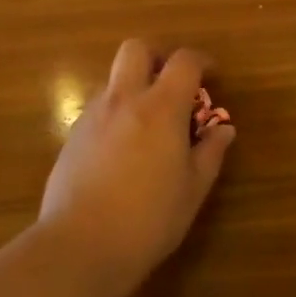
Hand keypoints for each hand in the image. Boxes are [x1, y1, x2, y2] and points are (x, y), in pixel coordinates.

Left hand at [36, 40, 235, 296]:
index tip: (212, 76)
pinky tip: (123, 153)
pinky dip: (116, 116)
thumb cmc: (150, 218)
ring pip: (114, 81)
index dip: (201, 61)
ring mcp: (92, 118)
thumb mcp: (194, 188)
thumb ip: (210, 152)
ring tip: (149, 127)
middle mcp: (124, 101)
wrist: (81, 247)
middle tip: (172, 85)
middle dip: (156, 57)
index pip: (184, 61)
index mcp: (162, 108)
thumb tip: (224, 130)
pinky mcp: (71, 139)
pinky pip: (98, 111)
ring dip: (134, 90)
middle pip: (135, 49)